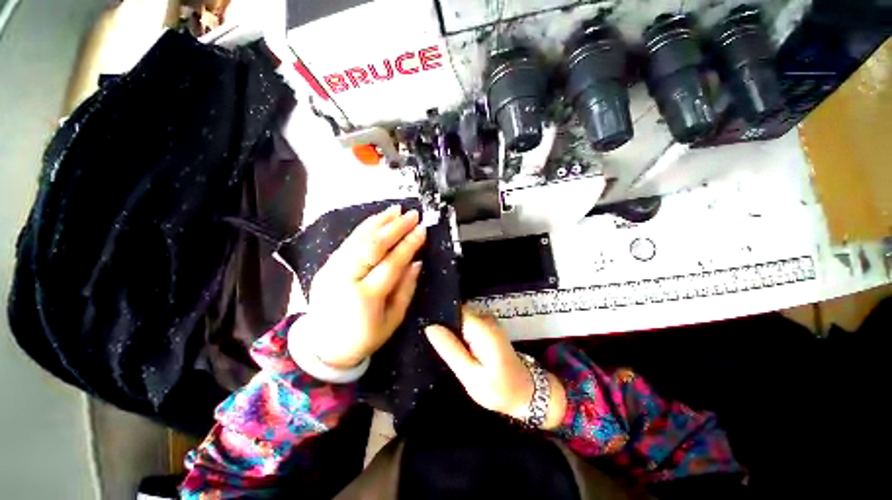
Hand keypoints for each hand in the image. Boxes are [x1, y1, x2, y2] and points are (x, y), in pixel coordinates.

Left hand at [294, 205, 426, 367]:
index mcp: (366, 297)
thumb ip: (406, 289)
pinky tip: (378, 219)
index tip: (422, 230)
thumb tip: (417, 262)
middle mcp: (345, 279)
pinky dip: (365, 227)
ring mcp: (332, 270)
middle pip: (372, 246)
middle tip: (412, 214)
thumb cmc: (364, 337)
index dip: (409, 245)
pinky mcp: (326, 265)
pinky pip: (348, 242)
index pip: (392, 263)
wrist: (323, 346)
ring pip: (358, 239)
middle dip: (395, 227)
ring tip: (397, 210)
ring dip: (380, 222)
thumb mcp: (393, 320)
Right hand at [425, 308, 566, 429]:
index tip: (427, 330)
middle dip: (444, 324)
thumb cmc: (499, 389)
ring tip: (444, 346)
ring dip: (451, 329)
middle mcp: (485, 317)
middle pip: (456, 310)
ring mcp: (488, 320)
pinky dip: (460, 331)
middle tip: (435, 344)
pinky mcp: (487, 325)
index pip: (453, 309)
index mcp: (481, 327)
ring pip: (460, 316)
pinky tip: (456, 346)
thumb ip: (451, 349)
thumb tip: (430, 326)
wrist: (525, 392)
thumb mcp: (470, 376)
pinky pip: (467, 321)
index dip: (439, 317)